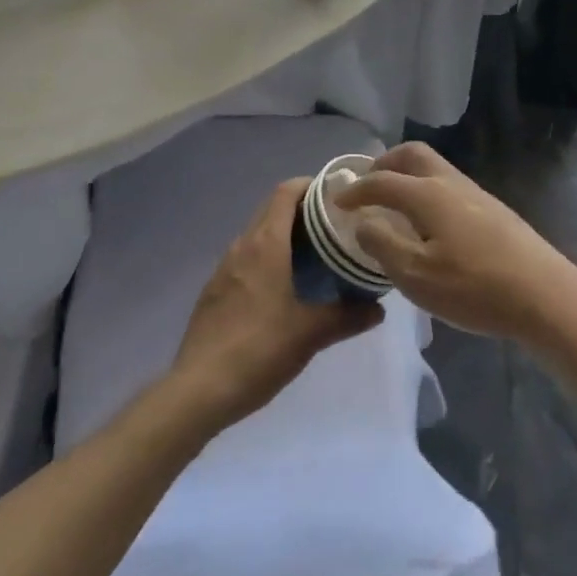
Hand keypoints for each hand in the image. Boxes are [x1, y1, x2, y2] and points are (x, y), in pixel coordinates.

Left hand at [171, 175, 381, 433]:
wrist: (198, 390)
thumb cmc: (259, 349)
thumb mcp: (310, 334)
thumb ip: (347, 316)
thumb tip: (378, 309)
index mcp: (266, 243)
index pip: (286, 192)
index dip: (311, 185)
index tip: (336, 195)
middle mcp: (242, 245)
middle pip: (272, 208)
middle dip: (302, 209)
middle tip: (334, 225)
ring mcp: (224, 267)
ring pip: (258, 234)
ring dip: (284, 233)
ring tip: (314, 254)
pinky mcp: (214, 290)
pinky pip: (245, 258)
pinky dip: (267, 256)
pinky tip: (282, 287)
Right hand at [335, 142, 576, 344]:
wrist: (544, 295)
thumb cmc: (474, 288)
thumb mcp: (417, 276)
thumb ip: (383, 245)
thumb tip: (363, 222)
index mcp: (427, 194)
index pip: (382, 180)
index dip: (356, 189)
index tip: (338, 202)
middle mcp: (450, 183)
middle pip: (412, 155)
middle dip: (385, 164)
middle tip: (368, 185)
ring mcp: (475, 194)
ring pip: (434, 168)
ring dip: (408, 176)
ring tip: (394, 205)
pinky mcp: (493, 210)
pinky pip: (448, 185)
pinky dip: (427, 190)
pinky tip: (429, 224)